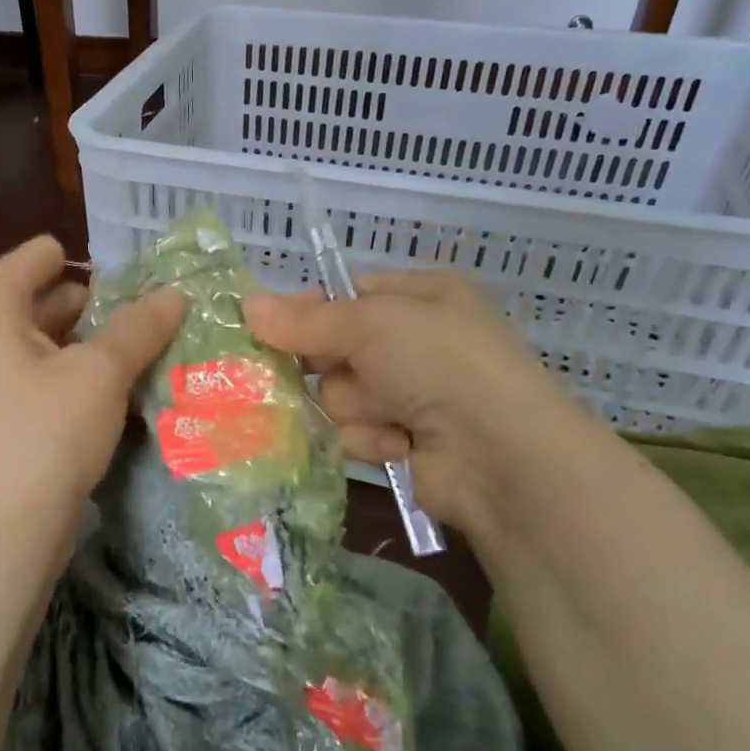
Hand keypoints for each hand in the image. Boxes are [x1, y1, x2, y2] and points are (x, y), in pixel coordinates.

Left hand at [0, 235, 182, 570]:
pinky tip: (115, 389)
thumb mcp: (101, 372)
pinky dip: (72, 376)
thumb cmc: (46, 432)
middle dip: (94, 304)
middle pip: (39, 299)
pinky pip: (37, 378)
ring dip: (88, 344)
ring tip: (142, 346)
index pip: (36, 257)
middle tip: (149, 310)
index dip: (87, 259)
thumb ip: (139, 327)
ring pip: (41, 343)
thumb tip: (175, 294)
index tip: (134, 273)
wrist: (2, 533)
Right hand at [244, 271, 592, 543]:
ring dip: (353, 406)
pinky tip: (395, 444)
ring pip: (341, 395)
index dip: (309, 311)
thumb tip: (248, 305)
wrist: (501, 455)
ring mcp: (413, 394)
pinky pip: (357, 432)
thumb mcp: (373, 324)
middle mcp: (418, 342)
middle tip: (311, 372)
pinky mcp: (406, 442)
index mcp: (422, 298)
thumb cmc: (440, 364)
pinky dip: (370, 438)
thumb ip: (307, 320)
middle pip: (337, 349)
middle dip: (328, 366)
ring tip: (385, 414)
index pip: (348, 296)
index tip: (269, 326)